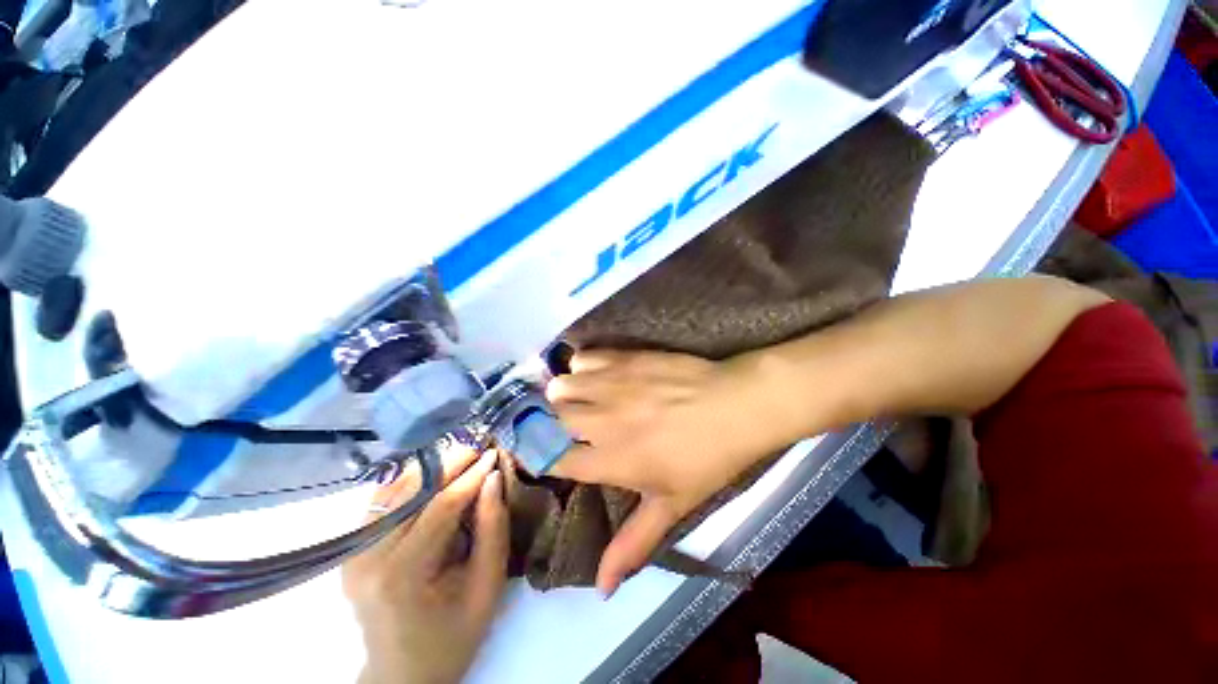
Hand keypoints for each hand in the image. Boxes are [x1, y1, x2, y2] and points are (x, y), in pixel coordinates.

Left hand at [344, 449, 507, 683]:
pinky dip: (408, 480)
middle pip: (413, 491)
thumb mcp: (487, 586)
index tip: (495, 452)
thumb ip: (493, 528)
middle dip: (451, 462)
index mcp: (403, 575)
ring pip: (393, 489)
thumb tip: (493, 478)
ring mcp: (353, 553)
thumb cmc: (453, 634)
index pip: (441, 506)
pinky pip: (380, 500)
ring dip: (430, 467)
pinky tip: (432, 473)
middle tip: (479, 446)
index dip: (471, 475)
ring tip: (462, 455)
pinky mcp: (352, 550)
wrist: (403, 672)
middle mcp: (368, 558)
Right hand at [546, 350, 789, 595]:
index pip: (553, 461)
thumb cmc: (707, 459)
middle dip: (551, 424)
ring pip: (560, 386)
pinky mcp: (624, 358)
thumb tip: (602, 590)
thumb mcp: (672, 507)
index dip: (544, 458)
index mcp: (611, 461)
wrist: (735, 406)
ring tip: (581, 398)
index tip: (550, 455)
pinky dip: (583, 366)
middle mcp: (601, 422)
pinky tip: (598, 374)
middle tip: (568, 426)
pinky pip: (583, 358)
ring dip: (565, 394)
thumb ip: (633, 545)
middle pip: (550, 419)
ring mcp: (611, 385)